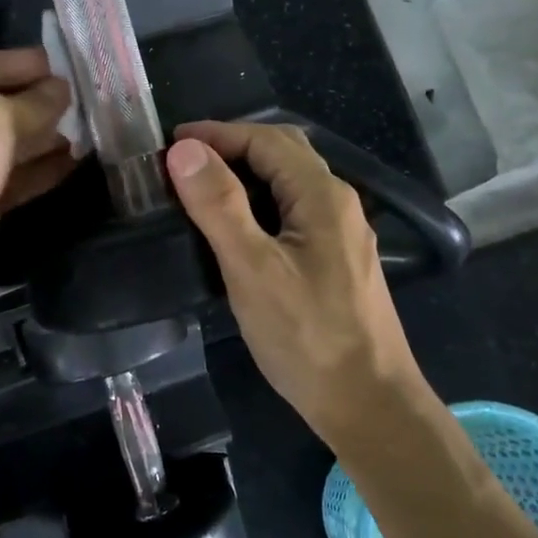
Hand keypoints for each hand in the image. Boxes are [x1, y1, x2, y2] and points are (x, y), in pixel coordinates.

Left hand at [0, 48, 74, 296]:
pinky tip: (75, 161)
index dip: (24, 64)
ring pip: (5, 145)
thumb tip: (62, 90)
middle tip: (86, 98)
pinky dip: (40, 170)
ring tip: (89, 129)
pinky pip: (11, 178)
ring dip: (44, 137)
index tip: (65, 63)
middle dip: (39, 103)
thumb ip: (34, 102)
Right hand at [167, 120, 424, 437]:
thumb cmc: (307, 336)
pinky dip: (259, 204)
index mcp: (321, 195)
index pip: (266, 140)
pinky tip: (236, 228)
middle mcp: (337, 204)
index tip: (170, 143)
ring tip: (200, 188)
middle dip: (232, 147)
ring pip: (289, 184)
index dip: (217, 134)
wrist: (368, 403)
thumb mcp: (253, 268)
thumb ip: (219, 205)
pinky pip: (293, 212)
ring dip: (245, 174)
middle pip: (283, 154)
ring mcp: (341, 234)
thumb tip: (185, 150)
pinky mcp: (336, 261)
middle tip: (183, 161)